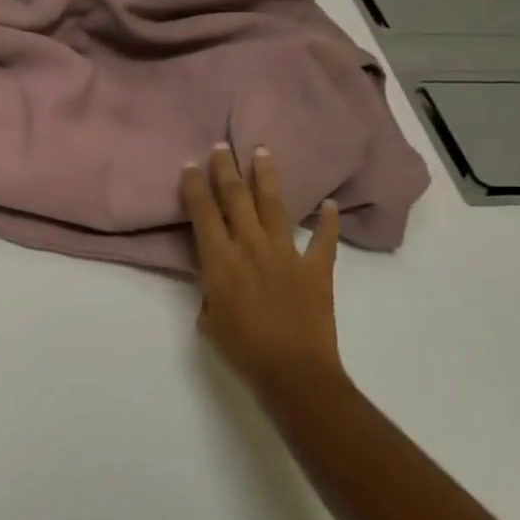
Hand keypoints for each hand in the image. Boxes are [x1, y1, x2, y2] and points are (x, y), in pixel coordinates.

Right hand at [181, 145, 343, 398]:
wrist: (294, 372)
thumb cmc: (242, 350)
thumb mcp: (208, 321)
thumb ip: (209, 291)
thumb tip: (216, 280)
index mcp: (220, 260)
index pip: (202, 213)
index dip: (193, 186)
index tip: (190, 165)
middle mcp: (251, 247)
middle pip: (235, 198)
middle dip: (225, 169)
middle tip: (221, 146)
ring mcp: (286, 254)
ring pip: (274, 206)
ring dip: (266, 177)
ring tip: (262, 152)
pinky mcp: (316, 269)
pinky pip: (323, 240)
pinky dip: (327, 222)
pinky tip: (329, 204)